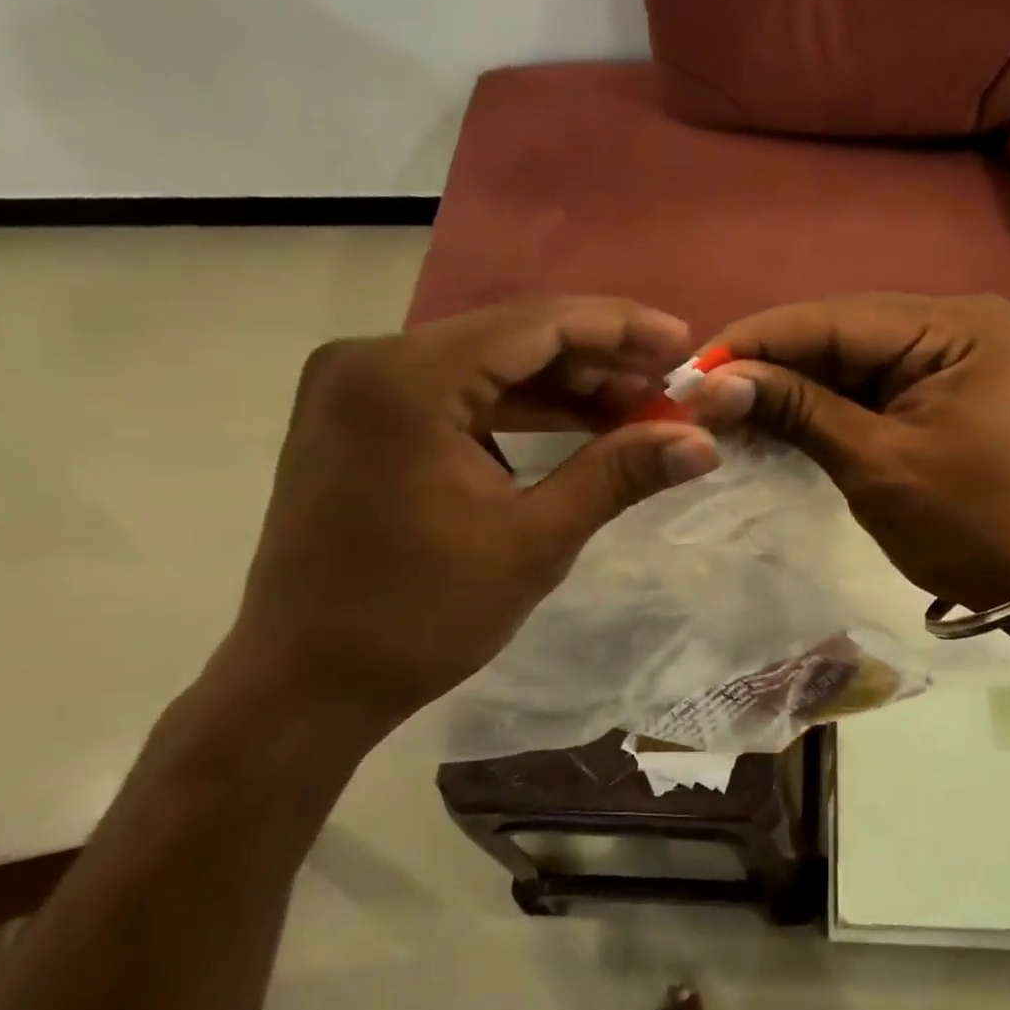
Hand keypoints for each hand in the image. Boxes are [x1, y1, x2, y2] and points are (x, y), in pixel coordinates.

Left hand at [217, 298, 721, 741]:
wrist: (304, 684)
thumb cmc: (418, 618)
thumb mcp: (534, 542)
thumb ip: (619, 474)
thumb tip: (705, 443)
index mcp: (406, 381)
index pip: (535, 325)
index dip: (619, 328)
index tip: (683, 341)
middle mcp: (371, 359)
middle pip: (511, 337)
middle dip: (598, 359)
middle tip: (668, 384)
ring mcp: (358, 386)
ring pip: (488, 363)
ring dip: (563, 385)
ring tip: (636, 406)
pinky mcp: (361, 416)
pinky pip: (459, 393)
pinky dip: (520, 408)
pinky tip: (576, 423)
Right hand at [694, 294, 1009, 611]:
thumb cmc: (968, 527)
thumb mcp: (876, 466)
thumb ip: (797, 411)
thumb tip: (713, 382)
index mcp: (957, 327)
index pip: (836, 318)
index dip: (757, 341)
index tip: (689, 368)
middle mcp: (954, 322)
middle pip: (838, 333)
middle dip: (768, 364)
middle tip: (697, 393)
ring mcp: (946, 354)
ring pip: (844, 359)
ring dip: (786, 385)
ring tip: (722, 408)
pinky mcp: (934, 386)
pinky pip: (862, 384)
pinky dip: (816, 404)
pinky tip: (768, 417)